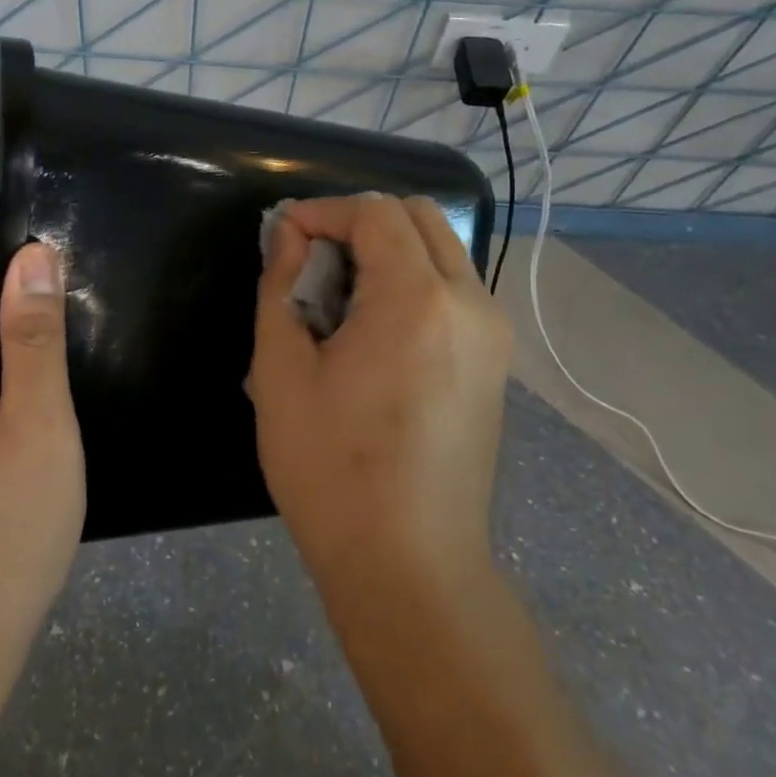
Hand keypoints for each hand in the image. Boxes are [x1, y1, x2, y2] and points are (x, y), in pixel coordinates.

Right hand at [248, 195, 510, 590]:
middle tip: (312, 261)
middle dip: (359, 221)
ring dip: (387, 250)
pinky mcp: (495, 361)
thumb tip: (289, 236)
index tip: (285, 237)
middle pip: (418, 217)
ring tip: (339, 297)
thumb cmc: (331, 470)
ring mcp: (492, 333)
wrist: (409, 565)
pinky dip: (411, 280)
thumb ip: (280, 287)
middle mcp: (469, 302)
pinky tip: (373, 329)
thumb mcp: (281, 373)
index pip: (374, 213)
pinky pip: (453, 288)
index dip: (323, 211)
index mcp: (417, 300)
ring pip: (440, 249)